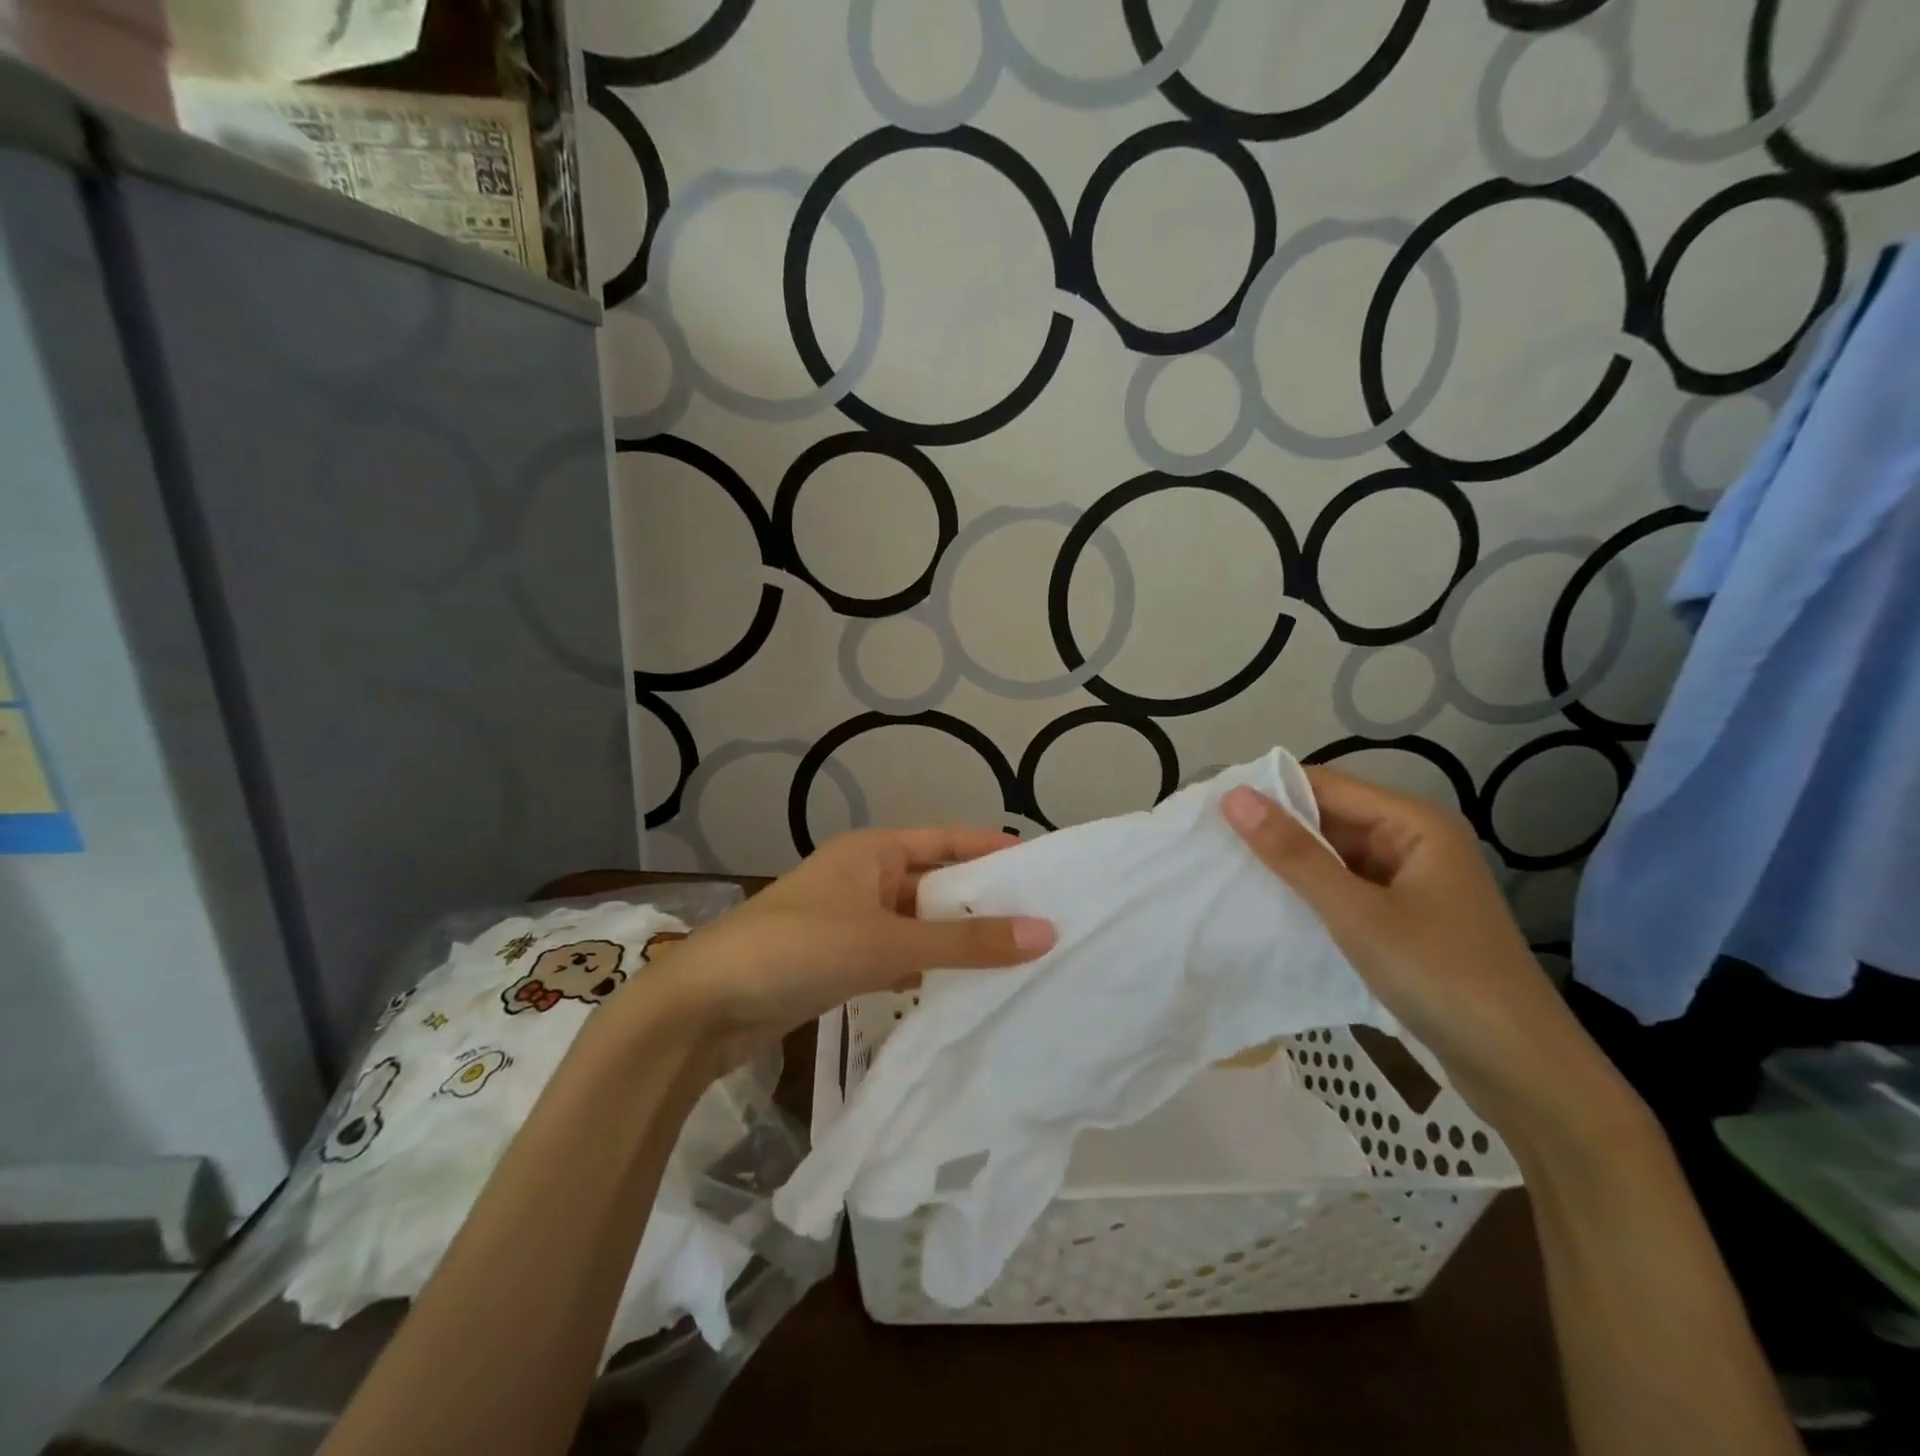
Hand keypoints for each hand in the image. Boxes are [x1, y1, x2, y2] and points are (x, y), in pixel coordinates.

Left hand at [643, 828, 1055, 1075]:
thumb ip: (964, 940)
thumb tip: (1044, 932)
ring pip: (918, 923)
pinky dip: (926, 966)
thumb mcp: (886, 940)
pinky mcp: (838, 961)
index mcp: (873, 851)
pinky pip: (897, 954)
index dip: (993, 849)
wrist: (704, 1007)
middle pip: (936, 882)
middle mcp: (864, 876)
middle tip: (1043, 921)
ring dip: (956, 938)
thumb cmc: (797, 949)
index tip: (1044, 867)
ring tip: (1016, 957)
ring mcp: (849, 920)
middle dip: (982, 901)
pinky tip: (959, 988)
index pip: (948, 840)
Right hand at [1220, 768, 1626, 1140]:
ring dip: (1292, 866)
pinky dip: (1312, 895)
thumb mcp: (1356, 912)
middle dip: (1276, 831)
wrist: (1522, 1071)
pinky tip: (1272, 908)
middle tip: (1212, 845)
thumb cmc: (1439, 976)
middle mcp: (1415, 841)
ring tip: (1229, 873)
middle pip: (1331, 819)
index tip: (1212, 810)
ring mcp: (1412, 882)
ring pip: (1336, 857)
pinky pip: (1348, 890)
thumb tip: (1233, 797)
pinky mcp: (1406, 918)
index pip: (1326, 785)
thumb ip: (1293, 854)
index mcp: (1414, 823)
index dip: (1269, 793)